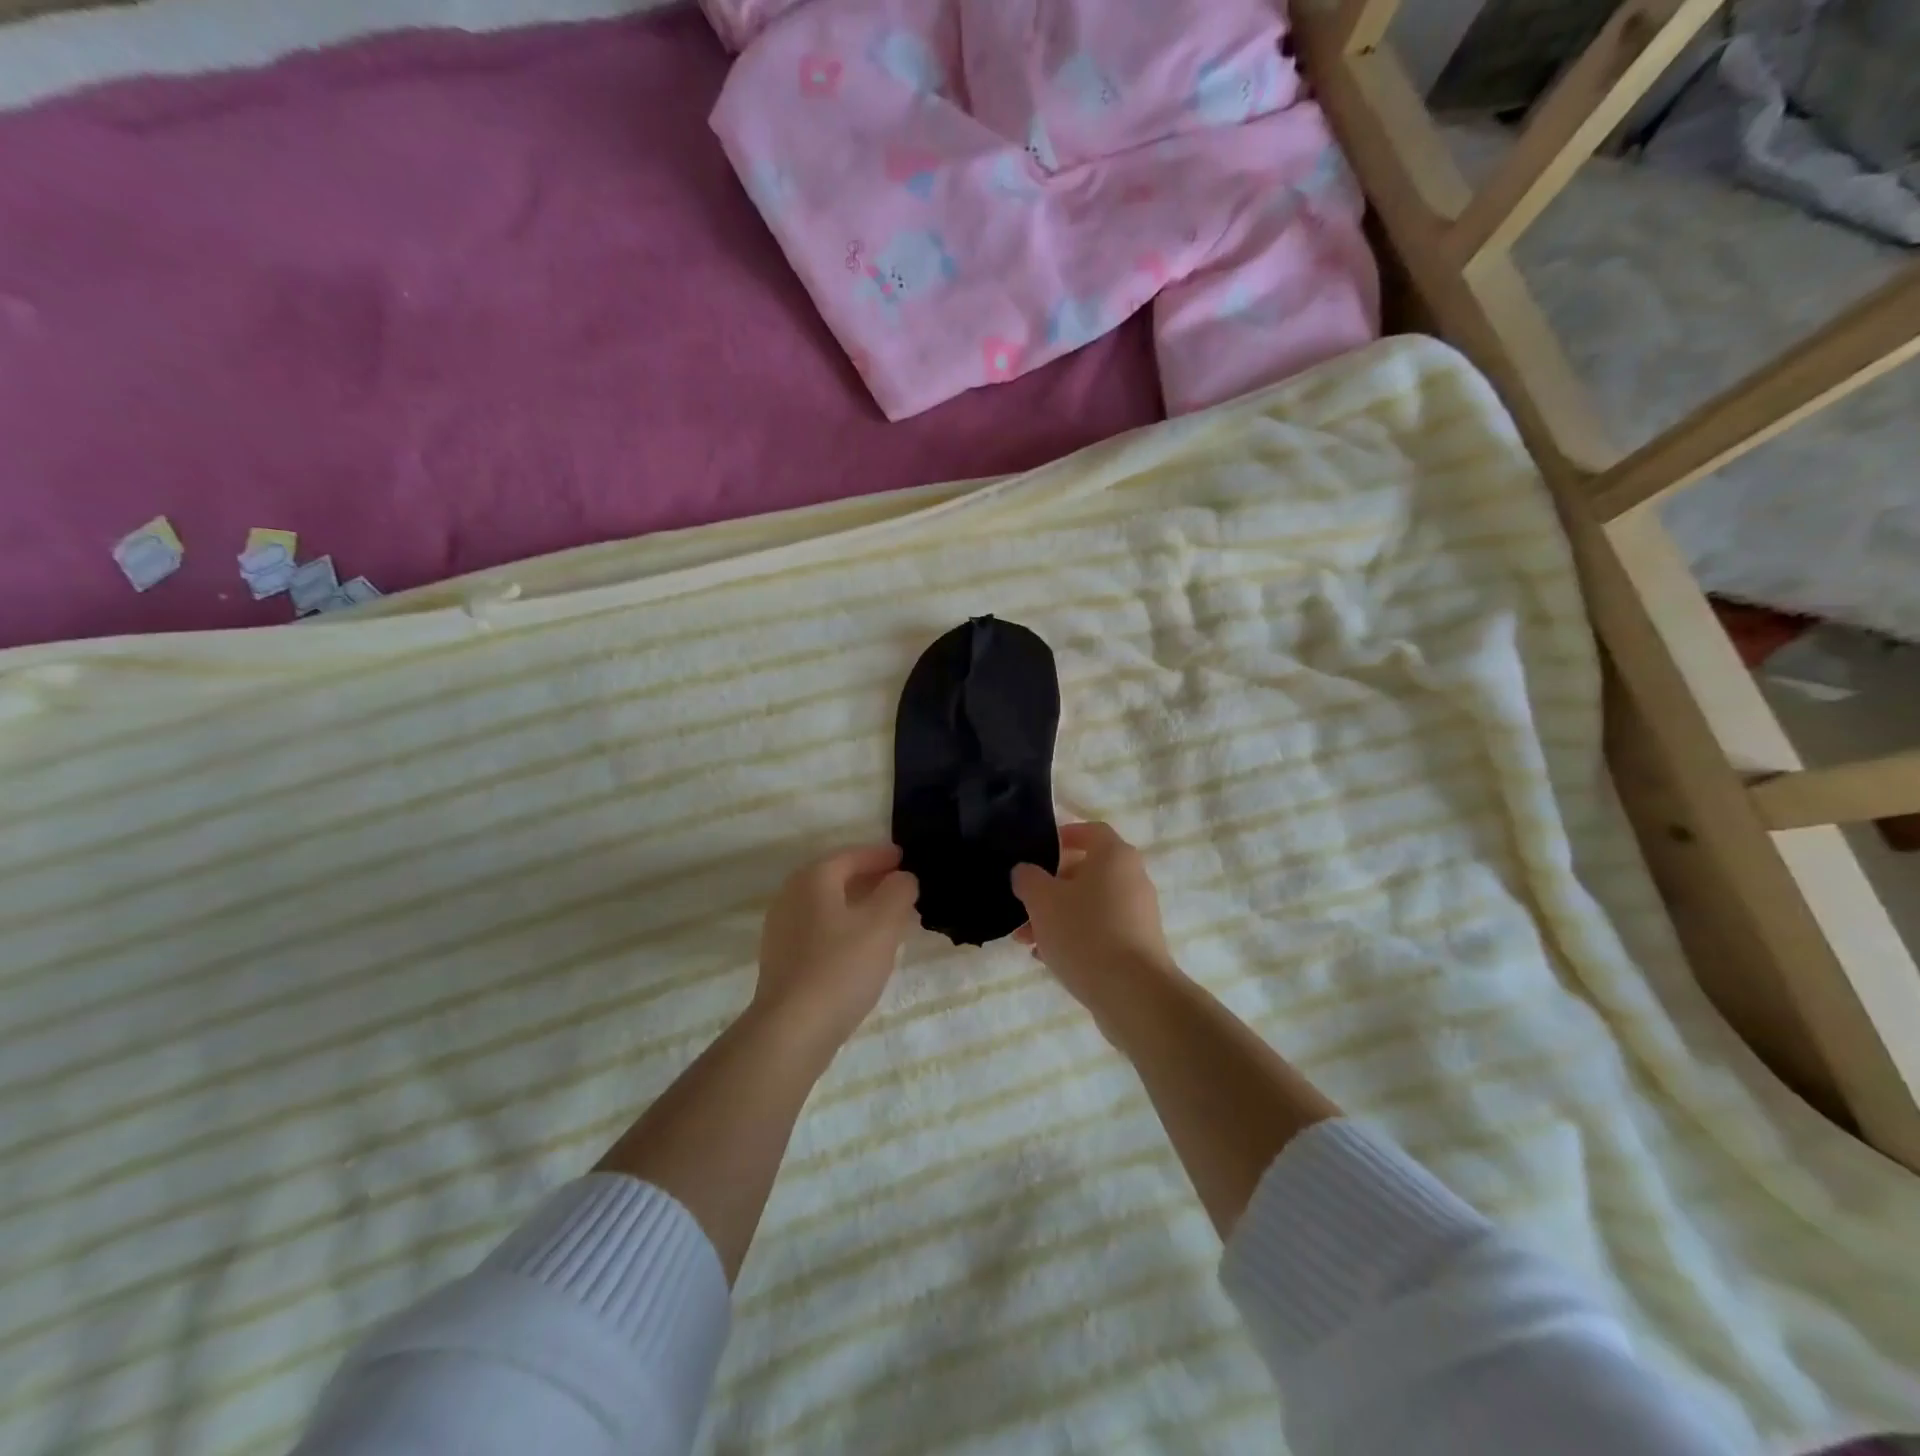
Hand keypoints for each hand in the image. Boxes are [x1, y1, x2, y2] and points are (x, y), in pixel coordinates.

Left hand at [752, 844, 919, 1053]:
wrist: (792, 1031)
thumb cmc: (840, 968)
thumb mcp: (882, 924)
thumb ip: (898, 892)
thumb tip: (903, 878)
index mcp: (812, 879)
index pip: (851, 855)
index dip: (881, 855)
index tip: (906, 859)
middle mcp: (791, 897)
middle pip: (835, 878)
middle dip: (869, 879)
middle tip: (901, 886)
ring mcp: (782, 930)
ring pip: (828, 906)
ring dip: (858, 906)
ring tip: (889, 918)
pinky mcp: (783, 961)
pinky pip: (820, 930)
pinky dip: (844, 928)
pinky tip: (863, 948)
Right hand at [1011, 822, 1177, 1014]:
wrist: (1133, 993)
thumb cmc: (1085, 933)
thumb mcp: (1042, 901)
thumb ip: (1027, 878)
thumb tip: (1025, 871)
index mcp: (1115, 856)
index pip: (1091, 831)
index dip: (1064, 835)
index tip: (1039, 850)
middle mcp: (1132, 878)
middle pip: (1087, 871)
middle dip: (1051, 887)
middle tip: (1024, 905)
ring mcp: (1139, 913)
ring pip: (1090, 904)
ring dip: (1058, 916)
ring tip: (1027, 939)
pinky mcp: (1139, 944)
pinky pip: (1101, 930)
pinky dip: (1076, 936)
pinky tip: (1049, 958)